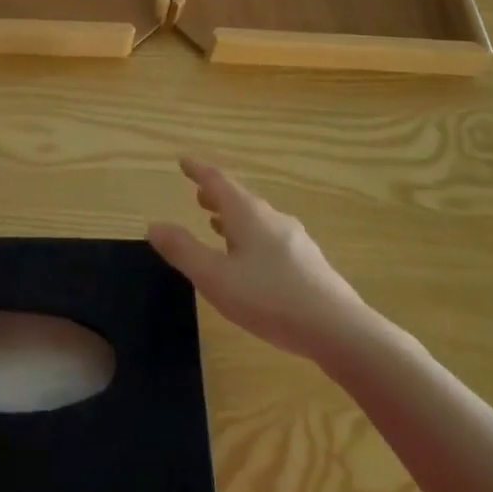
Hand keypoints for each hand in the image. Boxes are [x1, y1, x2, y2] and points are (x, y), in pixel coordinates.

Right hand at [147, 158, 368, 360]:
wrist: (338, 330)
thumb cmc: (269, 299)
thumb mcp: (215, 278)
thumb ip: (183, 251)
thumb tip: (154, 225)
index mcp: (248, 214)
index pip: (218, 181)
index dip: (198, 170)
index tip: (183, 161)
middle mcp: (272, 218)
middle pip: (240, 199)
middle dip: (217, 196)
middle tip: (199, 195)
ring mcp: (295, 240)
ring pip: (257, 220)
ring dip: (234, 218)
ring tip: (218, 226)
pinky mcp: (309, 264)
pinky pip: (271, 238)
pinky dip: (251, 237)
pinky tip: (251, 261)